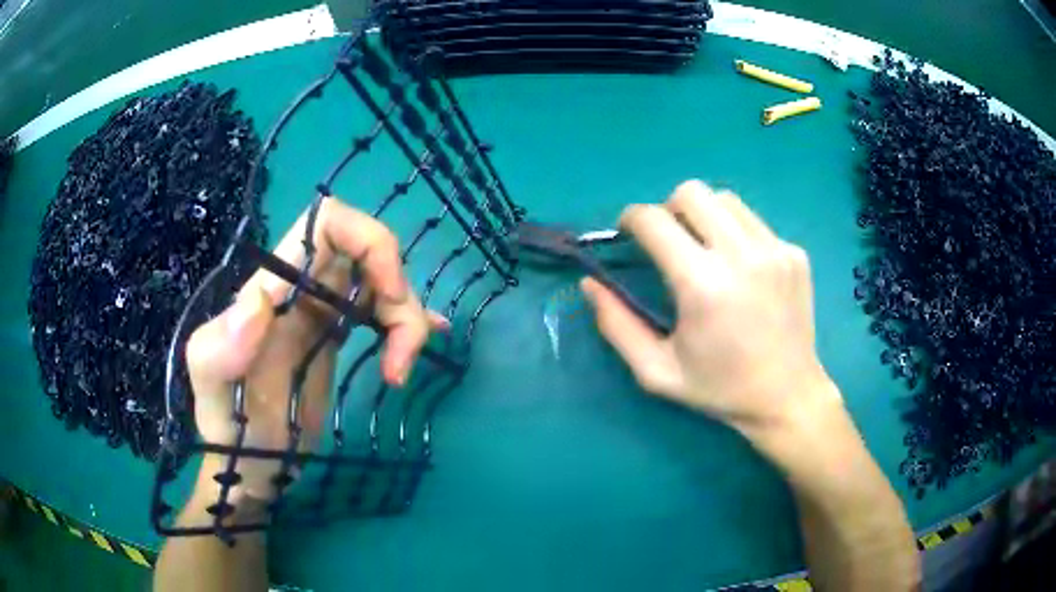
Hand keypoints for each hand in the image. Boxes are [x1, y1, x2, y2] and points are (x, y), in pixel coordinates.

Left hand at [184, 197, 446, 501]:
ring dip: (406, 319)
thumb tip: (259, 300)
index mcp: (271, 288)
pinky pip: (378, 313)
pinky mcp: (332, 339)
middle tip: (400, 354)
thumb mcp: (211, 391)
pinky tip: (423, 342)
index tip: (390, 294)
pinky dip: (406, 322)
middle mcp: (298, 289)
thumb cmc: (227, 430)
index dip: (369, 241)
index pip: (326, 224)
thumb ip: (221, 347)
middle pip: (366, 253)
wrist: (245, 463)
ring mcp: (318, 313)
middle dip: (398, 291)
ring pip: (379, 284)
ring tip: (399, 372)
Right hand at [582, 180, 840, 442]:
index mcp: (702, 285)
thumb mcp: (657, 371)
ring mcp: (774, 250)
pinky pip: (754, 222)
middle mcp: (741, 256)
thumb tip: (590, 282)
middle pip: (691, 193)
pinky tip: (741, 270)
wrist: (787, 398)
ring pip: (725, 200)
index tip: (629, 233)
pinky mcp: (794, 253)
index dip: (630, 219)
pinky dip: (735, 233)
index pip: (654, 220)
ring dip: (704, 216)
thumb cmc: (719, 389)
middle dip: (668, 209)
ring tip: (705, 251)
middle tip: (669, 242)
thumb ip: (617, 325)